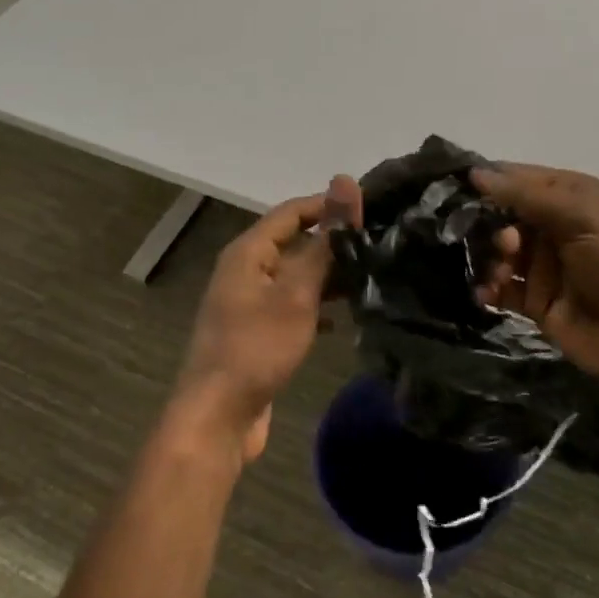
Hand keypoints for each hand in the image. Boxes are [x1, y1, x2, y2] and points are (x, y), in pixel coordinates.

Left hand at [169, 176, 361, 464]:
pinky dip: (316, 307)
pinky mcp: (257, 333)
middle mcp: (246, 271)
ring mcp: (249, 303)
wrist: (218, 416)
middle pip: (294, 243)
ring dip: (328, 277)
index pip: (292, 211)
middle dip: (333, 243)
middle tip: (380, 244)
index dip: (329, 205)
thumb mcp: (297, 292)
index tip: (371, 207)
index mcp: (249, 252)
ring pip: (295, 277)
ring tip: (372, 278)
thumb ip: (325, 241)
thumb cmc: (257, 347)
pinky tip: (343, 320)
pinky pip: (291, 307)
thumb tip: (344, 181)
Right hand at [472, 164, 598, 394]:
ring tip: (501, 271)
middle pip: (505, 216)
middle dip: (488, 223)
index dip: (491, 180)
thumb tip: (477, 173)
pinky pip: (502, 289)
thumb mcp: (584, 218)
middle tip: (500, 241)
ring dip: (489, 257)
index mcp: (574, 198)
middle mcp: (557, 228)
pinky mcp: (539, 303)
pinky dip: (489, 288)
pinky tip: (486, 293)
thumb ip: (528, 197)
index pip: (523, 179)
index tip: (456, 184)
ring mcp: (547, 267)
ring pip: (500, 253)